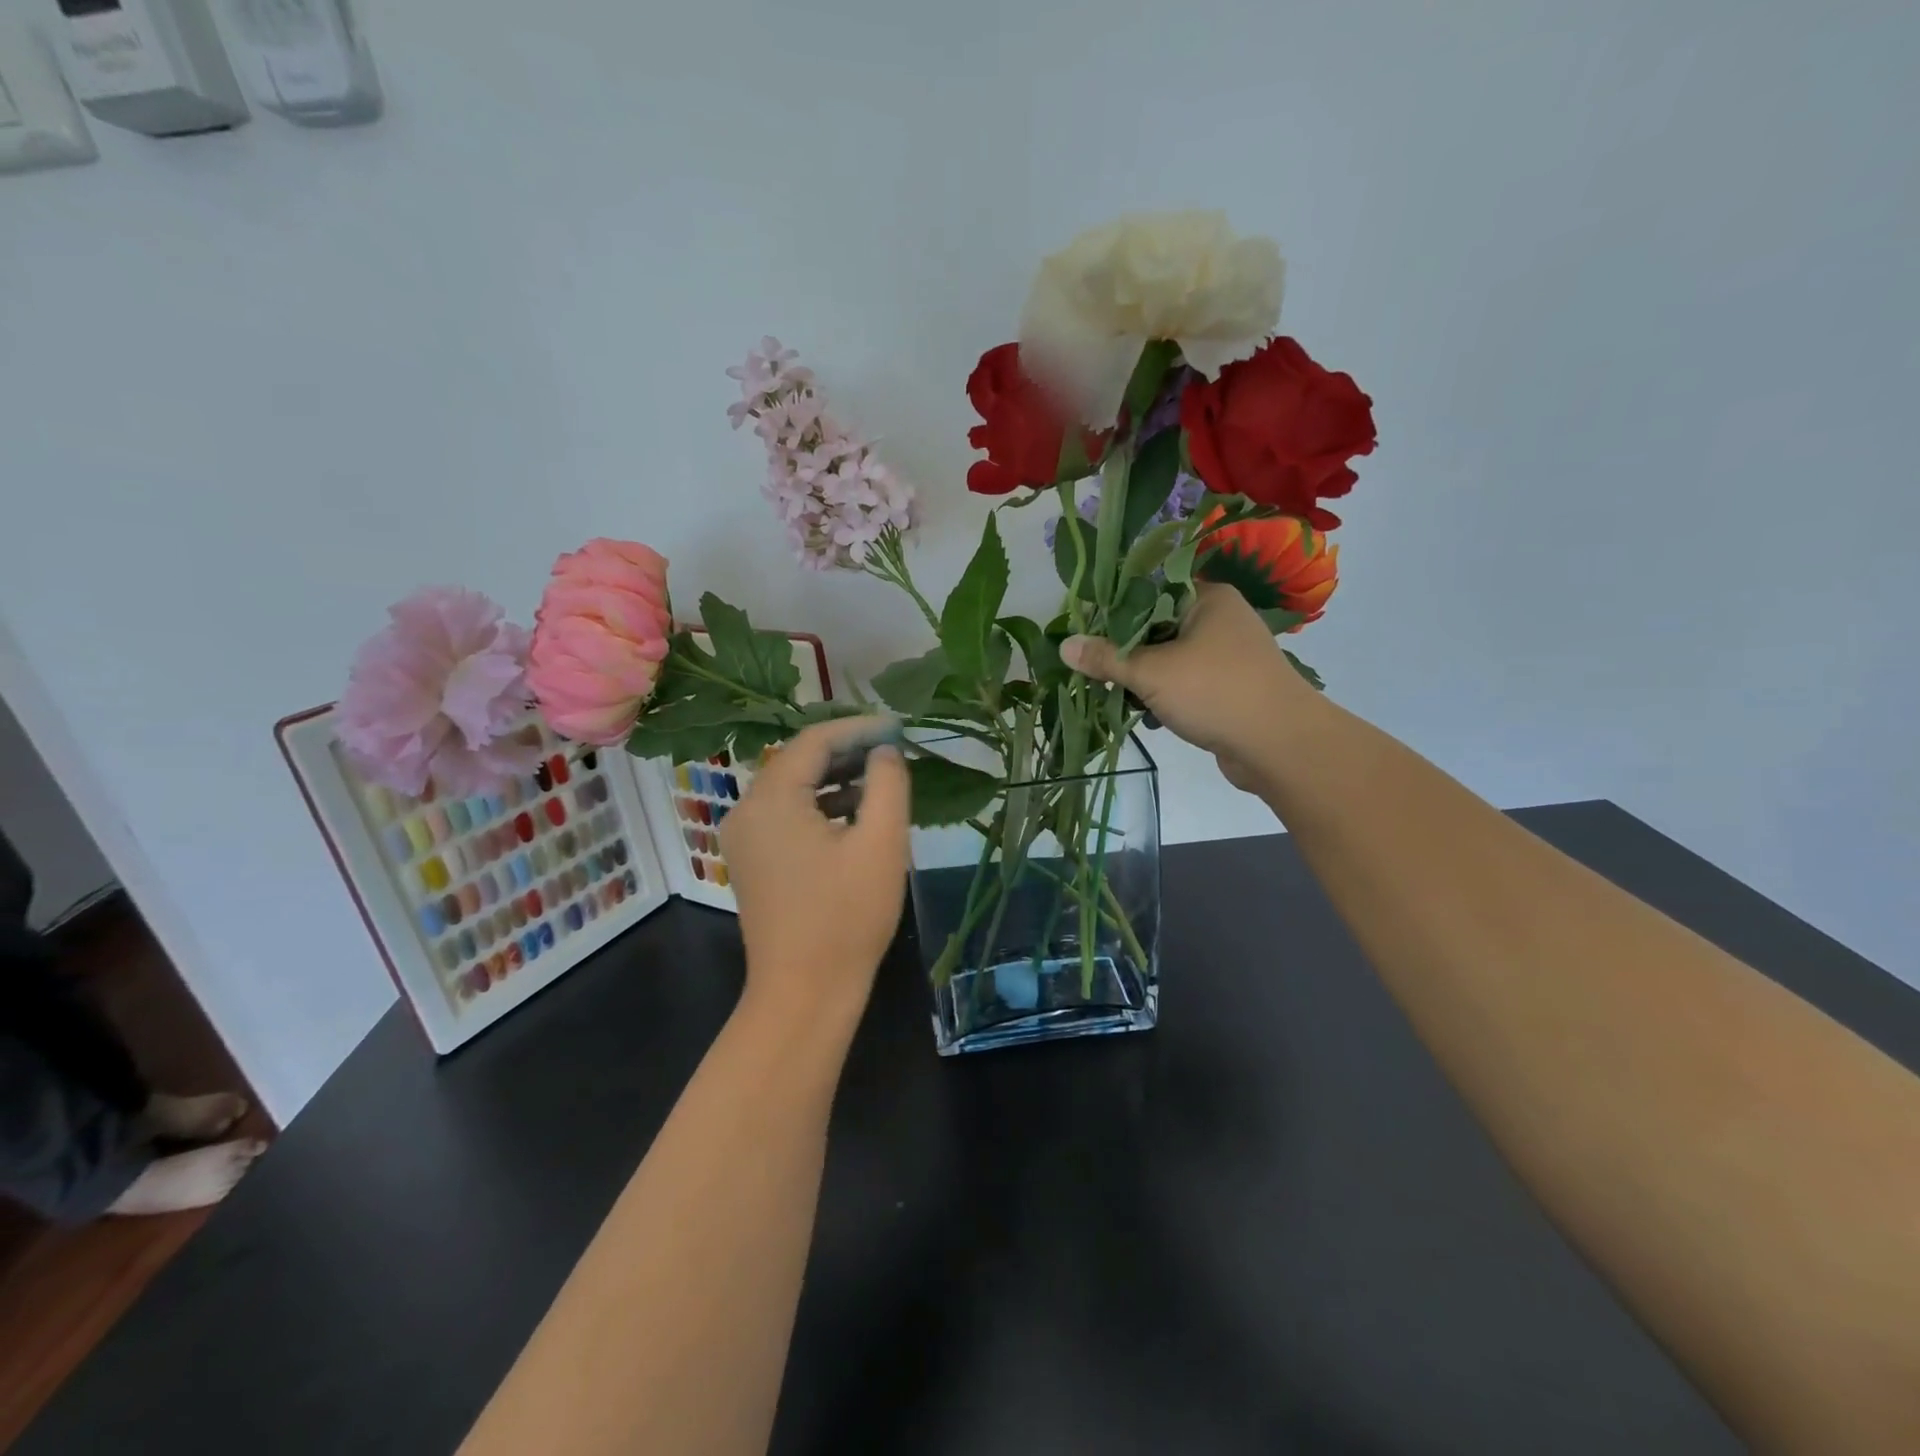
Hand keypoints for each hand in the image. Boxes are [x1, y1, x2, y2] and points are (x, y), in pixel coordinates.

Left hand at [720, 717, 910, 1028]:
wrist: (804, 993)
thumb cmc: (847, 916)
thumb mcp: (881, 842)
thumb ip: (887, 783)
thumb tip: (884, 751)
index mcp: (772, 798)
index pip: (814, 740)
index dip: (858, 727)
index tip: (899, 725)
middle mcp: (747, 809)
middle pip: (799, 760)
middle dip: (847, 750)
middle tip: (893, 747)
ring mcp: (745, 837)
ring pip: (793, 788)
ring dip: (836, 778)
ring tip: (882, 777)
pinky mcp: (753, 860)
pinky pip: (787, 815)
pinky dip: (821, 806)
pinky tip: (856, 814)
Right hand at [1060, 583, 1320, 790]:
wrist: (1280, 746)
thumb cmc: (1215, 693)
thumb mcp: (1151, 672)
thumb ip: (1106, 658)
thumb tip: (1064, 645)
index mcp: (1208, 598)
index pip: (1149, 591)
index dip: (1114, 611)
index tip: (1083, 631)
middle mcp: (1220, 619)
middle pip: (1156, 627)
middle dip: (1125, 652)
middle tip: (1093, 668)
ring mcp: (1228, 656)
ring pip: (1169, 659)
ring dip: (1143, 679)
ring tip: (1117, 695)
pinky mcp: (1229, 688)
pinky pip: (1185, 684)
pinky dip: (1165, 697)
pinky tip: (1148, 716)